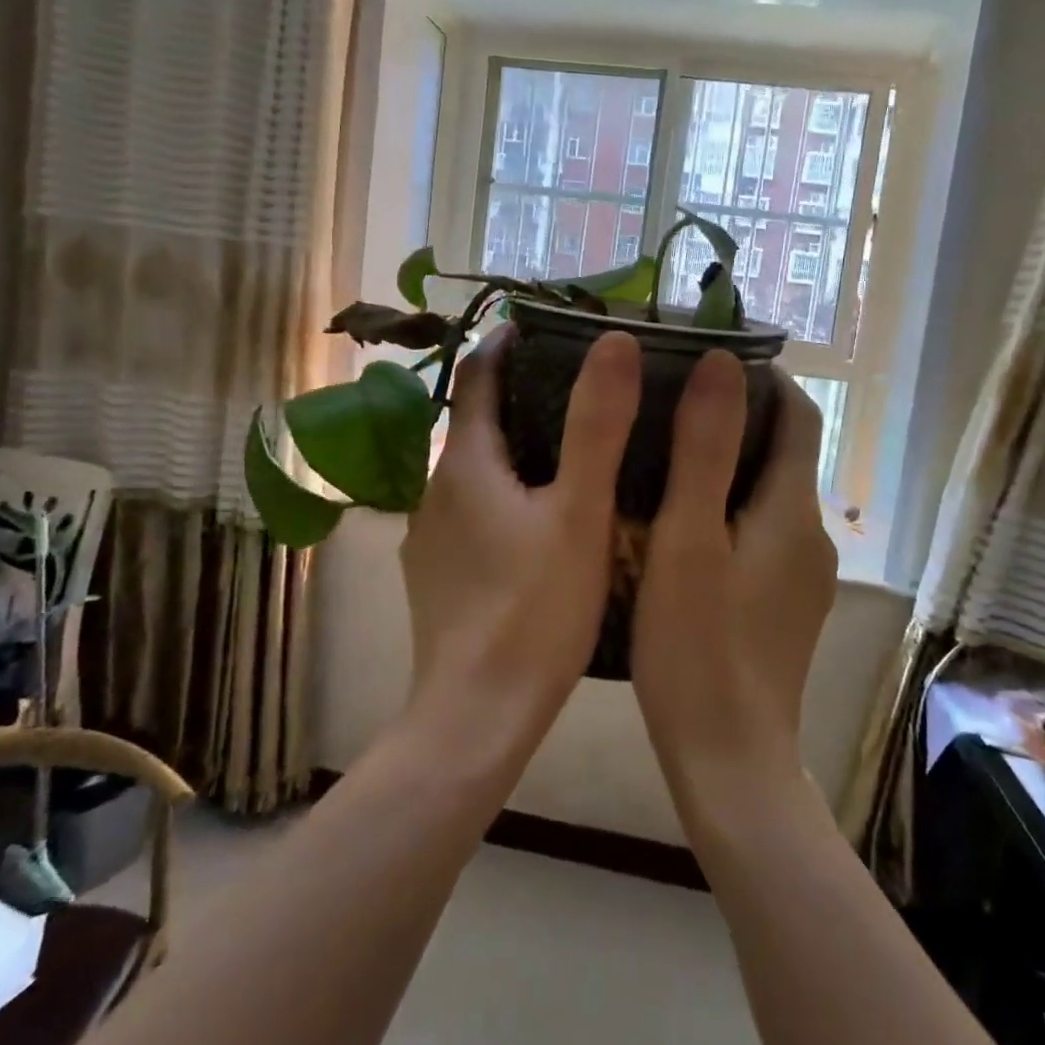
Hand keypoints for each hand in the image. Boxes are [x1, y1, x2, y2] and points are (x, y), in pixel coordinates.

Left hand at [400, 325, 640, 739]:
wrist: (476, 716)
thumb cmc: (534, 611)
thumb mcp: (580, 513)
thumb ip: (597, 425)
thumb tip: (614, 342)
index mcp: (464, 464)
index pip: (476, 376)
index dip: (508, 343)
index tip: (549, 328)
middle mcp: (434, 491)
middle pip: (478, 423)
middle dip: (523, 397)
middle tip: (585, 389)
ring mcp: (430, 537)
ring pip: (476, 473)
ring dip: (518, 451)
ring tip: (577, 451)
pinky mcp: (437, 576)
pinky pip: (473, 514)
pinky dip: (507, 497)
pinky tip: (545, 523)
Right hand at [631, 353, 836, 794]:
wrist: (729, 757)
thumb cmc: (696, 644)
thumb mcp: (688, 538)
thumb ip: (706, 448)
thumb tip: (723, 362)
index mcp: (792, 509)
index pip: (797, 415)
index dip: (762, 378)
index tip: (707, 357)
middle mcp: (811, 535)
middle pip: (784, 453)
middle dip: (738, 418)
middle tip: (670, 402)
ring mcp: (803, 577)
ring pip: (769, 497)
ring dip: (730, 466)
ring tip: (665, 457)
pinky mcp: (786, 608)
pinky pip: (762, 535)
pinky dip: (730, 511)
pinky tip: (682, 527)